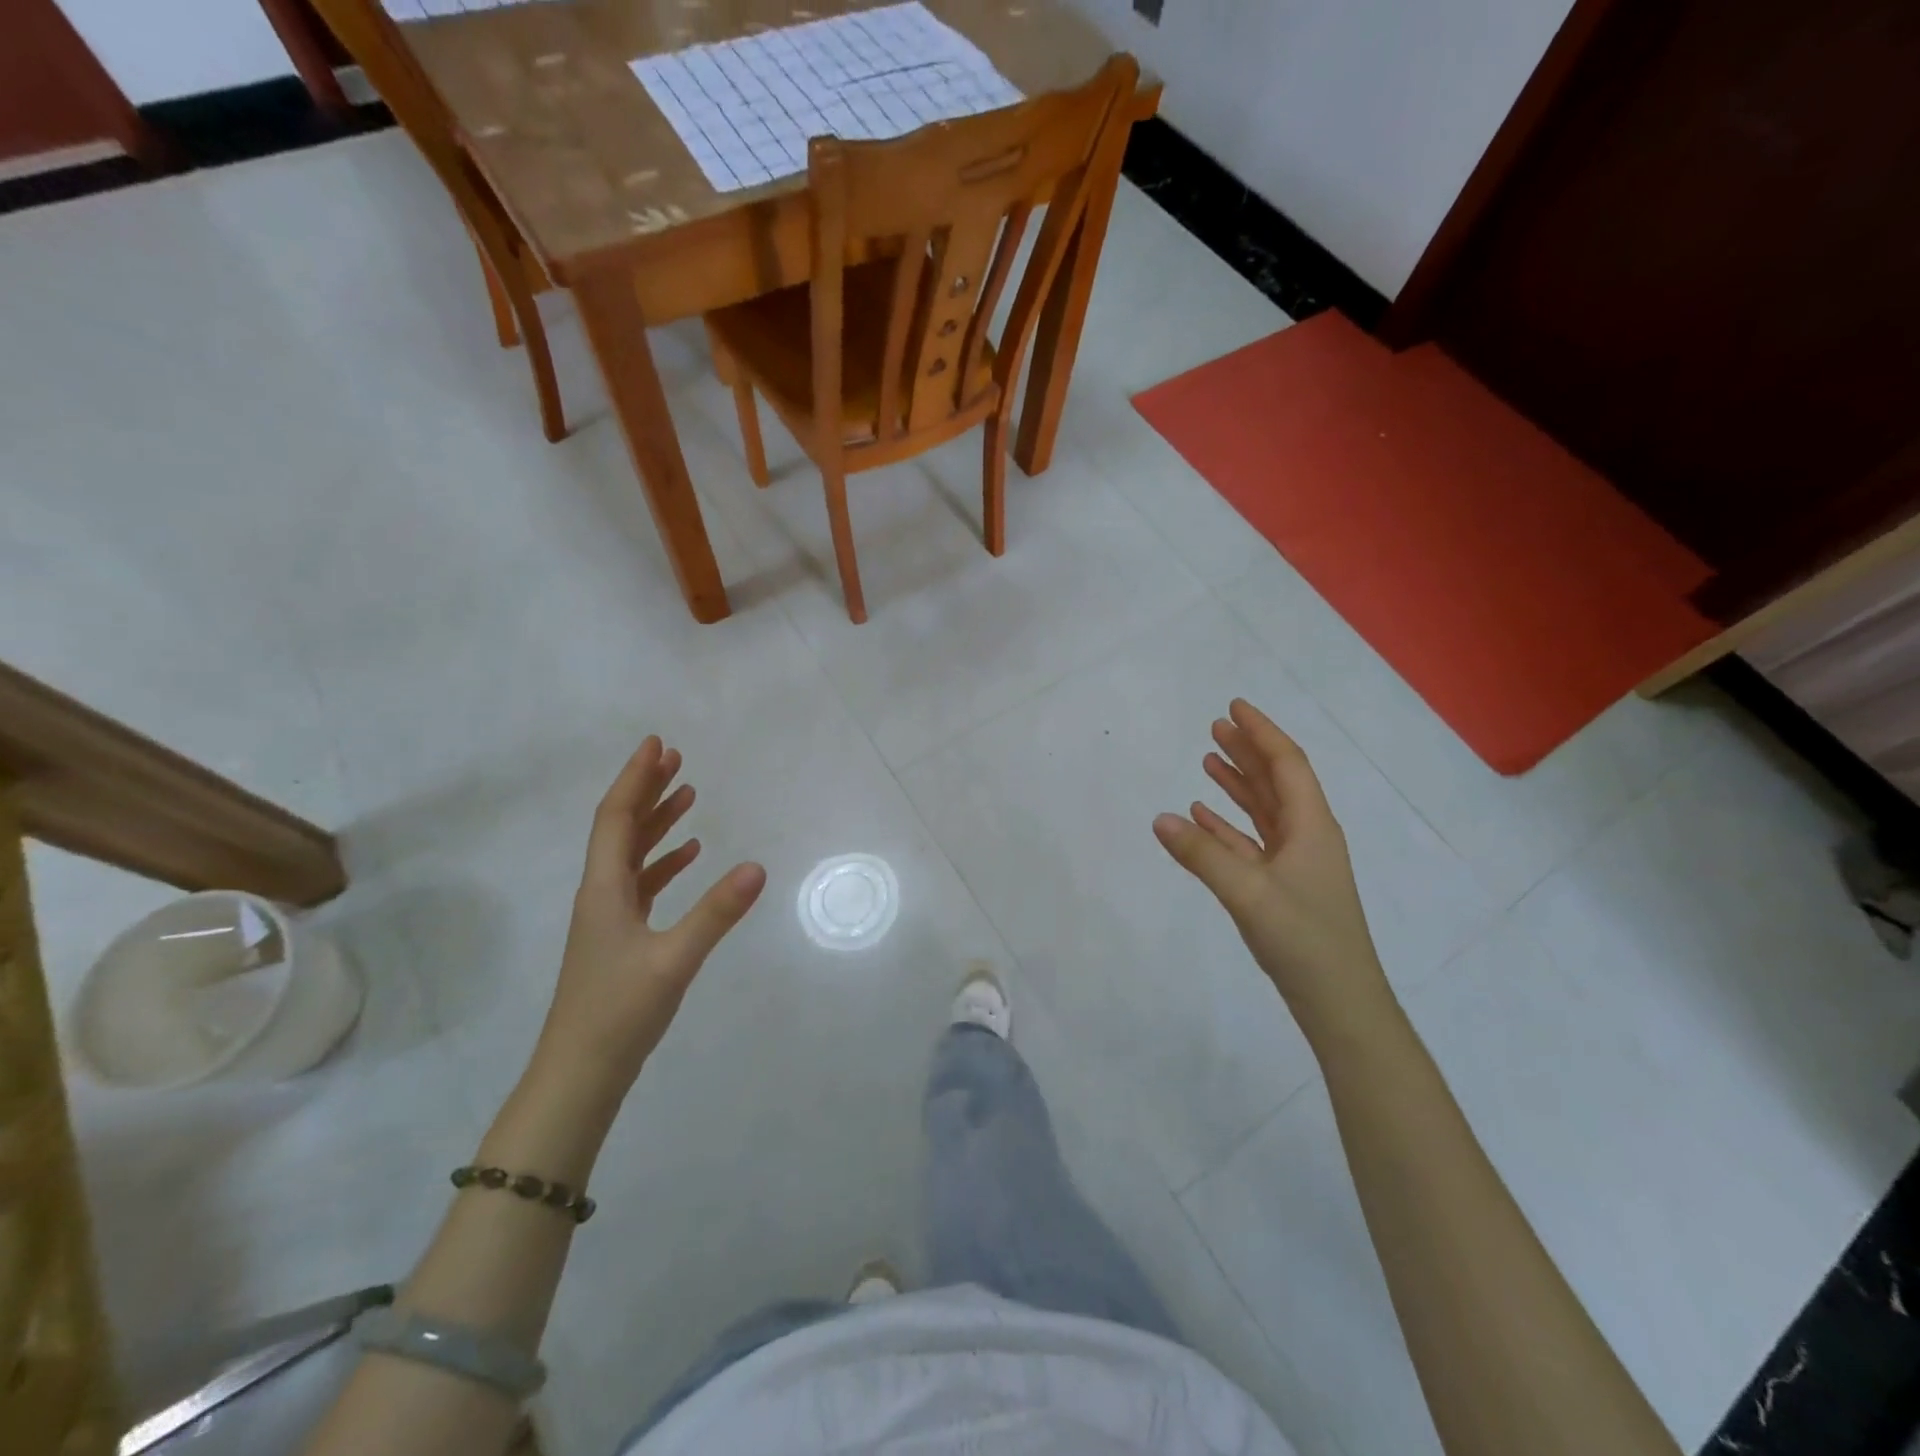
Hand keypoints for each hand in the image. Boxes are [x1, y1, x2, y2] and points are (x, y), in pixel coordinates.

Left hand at [536, 738, 766, 1092]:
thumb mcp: (674, 960)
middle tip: (676, 758)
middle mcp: (601, 894)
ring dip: (656, 822)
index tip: (656, 745)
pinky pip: (642, 884)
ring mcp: (608, 917)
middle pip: (621, 828)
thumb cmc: (619, 1012)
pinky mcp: (620, 938)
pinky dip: (663, 863)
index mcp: (604, 889)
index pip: (616, 818)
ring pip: (631, 854)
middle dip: (647, 790)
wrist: (580, 1074)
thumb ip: (717, 913)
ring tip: (687, 795)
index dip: (634, 779)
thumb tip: (758, 867)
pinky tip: (688, 856)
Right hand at [1152, 700, 1391, 1036]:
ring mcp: (1296, 863)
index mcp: (1311, 827)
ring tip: (1209, 760)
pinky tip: (1203, 816)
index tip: (1234, 707)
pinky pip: (1252, 842)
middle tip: (1216, 726)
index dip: (1261, 733)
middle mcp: (1307, 836)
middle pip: (1277, 781)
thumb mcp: (1248, 893)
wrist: (1340, 1002)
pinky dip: (1228, 825)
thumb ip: (1202, 855)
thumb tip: (1160, 818)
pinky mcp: (1283, 886)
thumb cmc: (1303, 940)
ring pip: (1265, 810)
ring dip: (1239, 784)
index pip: (1287, 764)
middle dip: (1248, 751)